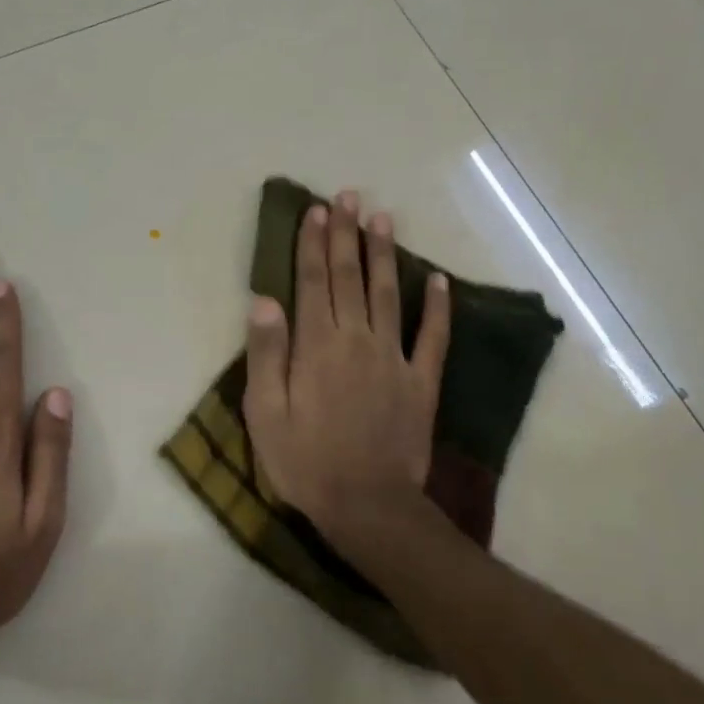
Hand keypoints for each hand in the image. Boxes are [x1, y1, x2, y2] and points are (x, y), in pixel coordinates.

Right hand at [243, 190, 450, 556]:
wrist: (368, 506)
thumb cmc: (305, 462)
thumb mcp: (265, 413)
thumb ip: (266, 354)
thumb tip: (264, 300)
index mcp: (316, 345)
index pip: (312, 281)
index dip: (313, 243)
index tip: (316, 211)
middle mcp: (356, 339)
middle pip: (349, 277)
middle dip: (346, 235)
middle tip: (349, 197)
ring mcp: (394, 358)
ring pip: (389, 294)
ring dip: (385, 254)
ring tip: (383, 219)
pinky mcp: (422, 382)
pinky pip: (433, 337)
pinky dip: (438, 307)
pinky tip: (439, 280)